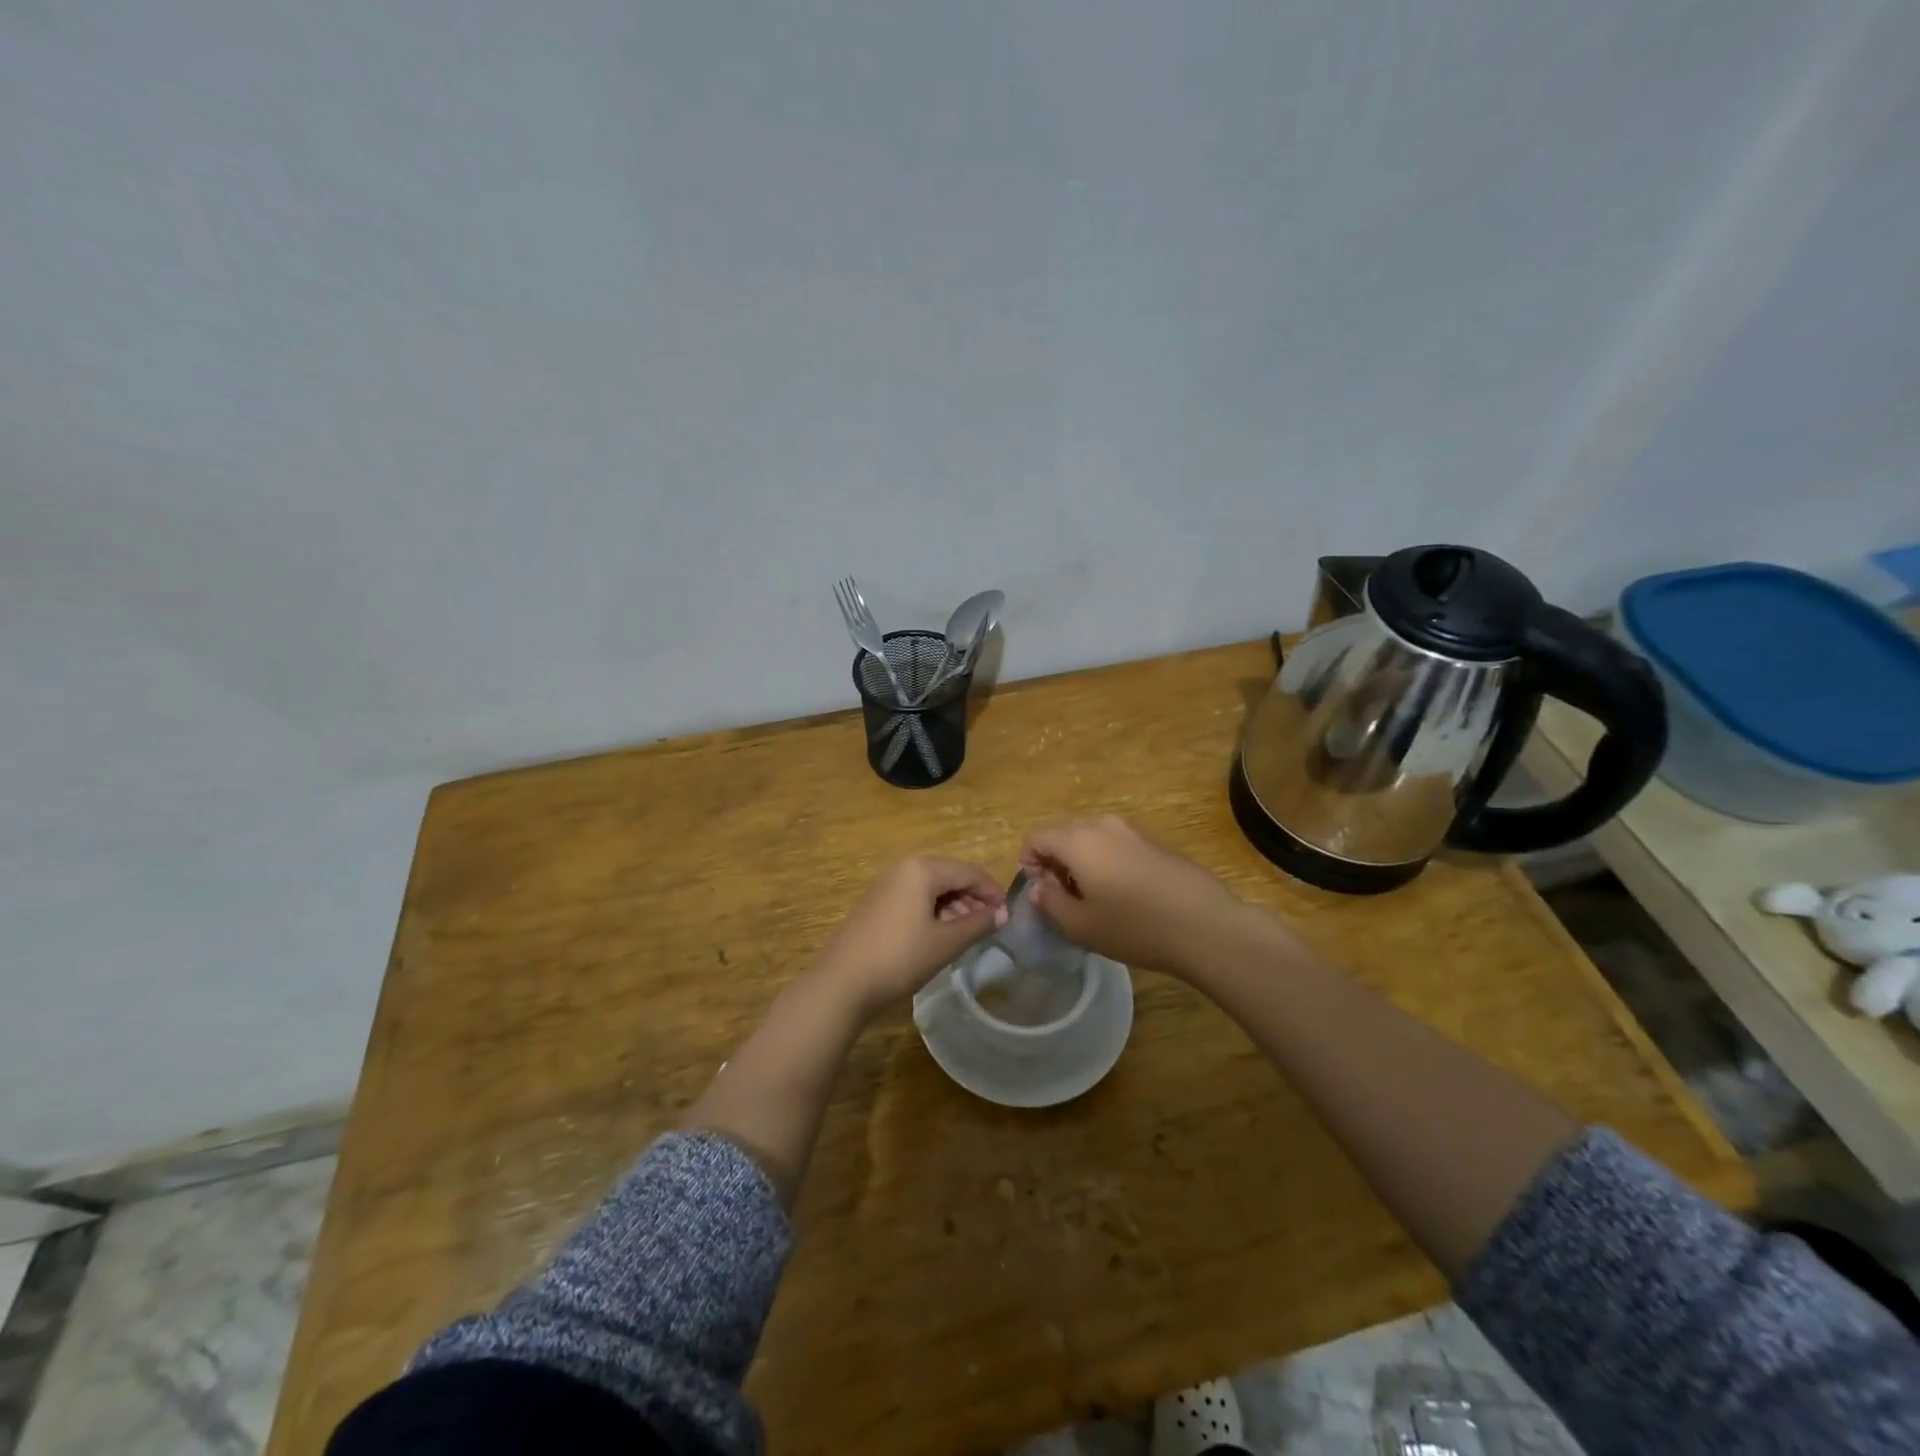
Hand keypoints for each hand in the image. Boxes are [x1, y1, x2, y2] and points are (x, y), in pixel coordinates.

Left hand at [814, 858, 1007, 1020]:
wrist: (842, 984)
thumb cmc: (900, 958)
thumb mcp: (946, 943)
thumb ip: (978, 924)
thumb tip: (1002, 914)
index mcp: (922, 869)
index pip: (969, 872)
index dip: (992, 892)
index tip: (1008, 916)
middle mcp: (903, 868)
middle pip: (949, 876)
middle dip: (973, 898)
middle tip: (990, 926)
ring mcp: (885, 885)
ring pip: (931, 887)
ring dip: (954, 905)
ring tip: (968, 933)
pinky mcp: (875, 903)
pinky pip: (913, 897)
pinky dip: (933, 911)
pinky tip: (939, 934)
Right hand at [1019, 815, 1276, 978]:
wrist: (1205, 925)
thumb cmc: (1134, 927)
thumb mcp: (1080, 925)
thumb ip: (1050, 902)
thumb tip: (1039, 887)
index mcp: (1078, 840)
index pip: (1036, 838)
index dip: (1028, 864)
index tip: (1041, 893)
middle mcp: (1103, 825)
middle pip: (1063, 836)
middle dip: (1055, 864)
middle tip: (1064, 900)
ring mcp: (1132, 831)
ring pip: (1091, 841)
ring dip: (1082, 864)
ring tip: (1095, 901)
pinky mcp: (1155, 843)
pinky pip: (1116, 846)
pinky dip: (1107, 864)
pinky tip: (1125, 897)